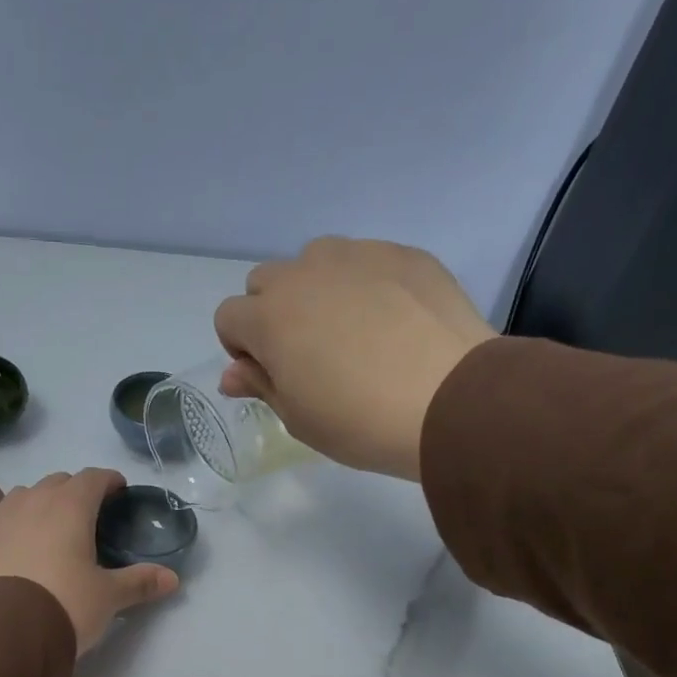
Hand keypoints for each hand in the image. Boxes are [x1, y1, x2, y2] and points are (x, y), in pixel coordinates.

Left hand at [0, 468, 178, 654]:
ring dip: (45, 501)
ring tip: (56, 525)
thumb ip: (140, 582)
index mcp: (70, 506)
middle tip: (92, 514)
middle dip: (77, 490)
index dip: (109, 481)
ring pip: (28, 494)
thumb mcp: (108, 596)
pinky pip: (7, 518)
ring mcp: (4, 519)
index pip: (93, 477)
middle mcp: (35, 501)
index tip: (120, 491)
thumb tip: (173, 579)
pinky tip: (27, 545)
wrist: (5, 631)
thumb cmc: (66, 603)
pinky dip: (22, 521)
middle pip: (59, 481)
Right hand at [213, 238, 497, 480]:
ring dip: (316, 291)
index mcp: (269, 318)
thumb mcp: (298, 418)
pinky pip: (366, 261)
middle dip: (272, 313)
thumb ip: (260, 386)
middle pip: (265, 281)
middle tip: (307, 355)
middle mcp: (305, 273)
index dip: (241, 349)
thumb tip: (232, 374)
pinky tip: (392, 324)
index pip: (228, 317)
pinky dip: (365, 285)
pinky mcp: (403, 253)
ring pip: (315, 261)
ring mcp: (357, 255)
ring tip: (350, 333)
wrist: (447, 401)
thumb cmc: (358, 422)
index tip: (269, 375)